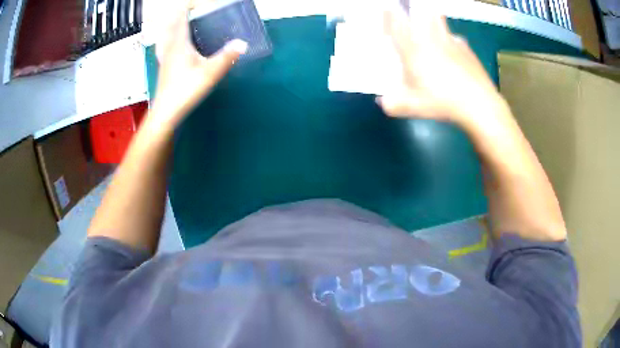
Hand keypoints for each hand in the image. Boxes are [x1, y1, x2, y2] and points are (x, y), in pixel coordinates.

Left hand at [150, 0, 246, 128]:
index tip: (194, 3)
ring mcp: (165, 56)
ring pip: (165, 34)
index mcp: (180, 43)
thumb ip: (227, 57)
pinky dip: (166, 38)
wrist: (166, 111)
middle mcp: (170, 46)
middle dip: (179, 13)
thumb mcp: (210, 73)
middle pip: (171, 24)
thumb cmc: (186, 90)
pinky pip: (163, 45)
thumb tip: (243, 43)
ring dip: (171, 24)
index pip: (181, 18)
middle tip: (188, 9)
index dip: (187, 7)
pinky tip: (169, 42)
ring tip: (177, 20)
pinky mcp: (163, 66)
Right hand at [378, 4, 508, 132]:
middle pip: (421, 14)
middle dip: (414, 10)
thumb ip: (392, 104)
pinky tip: (453, 54)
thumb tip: (384, 101)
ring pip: (439, 20)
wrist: (478, 104)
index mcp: (413, 50)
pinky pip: (455, 38)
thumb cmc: (442, 102)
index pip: (397, 24)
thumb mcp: (413, 107)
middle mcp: (431, 40)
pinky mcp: (466, 48)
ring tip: (431, 25)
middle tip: (411, 16)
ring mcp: (451, 41)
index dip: (390, 14)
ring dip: (432, 19)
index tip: (387, 8)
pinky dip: (451, 41)